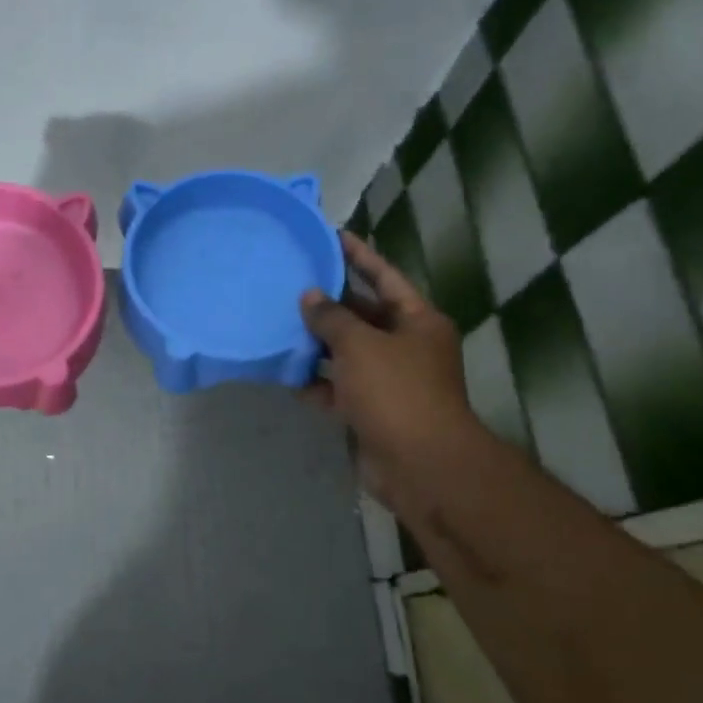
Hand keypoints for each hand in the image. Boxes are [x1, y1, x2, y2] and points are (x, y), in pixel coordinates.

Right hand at [300, 231, 483, 502]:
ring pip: (348, 353)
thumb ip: (331, 317)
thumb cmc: (396, 392)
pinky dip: (318, 383)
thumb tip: (310, 297)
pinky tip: (288, 376)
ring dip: (319, 344)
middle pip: (364, 316)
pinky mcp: (373, 411)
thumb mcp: (360, 345)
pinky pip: (340, 389)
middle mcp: (407, 347)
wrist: (421, 465)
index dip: (359, 256)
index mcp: (417, 322)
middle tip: (292, 284)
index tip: (332, 236)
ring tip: (281, 326)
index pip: (385, 277)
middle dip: (330, 304)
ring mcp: (391, 381)